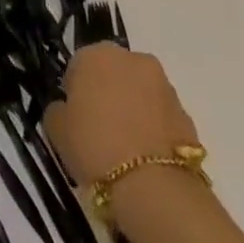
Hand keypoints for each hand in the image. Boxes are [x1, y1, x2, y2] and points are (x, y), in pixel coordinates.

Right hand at [44, 43, 198, 185]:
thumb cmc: (95, 148)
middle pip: (112, 73)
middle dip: (107, 94)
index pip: (78, 66)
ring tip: (125, 149)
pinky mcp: (186, 113)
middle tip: (99, 131)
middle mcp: (131, 58)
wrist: (154, 188)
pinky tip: (145, 158)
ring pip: (139, 93)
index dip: (74, 94)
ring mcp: (163, 85)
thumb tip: (65, 109)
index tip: (74, 119)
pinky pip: (160, 116)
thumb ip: (57, 110)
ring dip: (132, 109)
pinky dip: (153, 129)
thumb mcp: (57, 130)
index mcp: (95, 54)